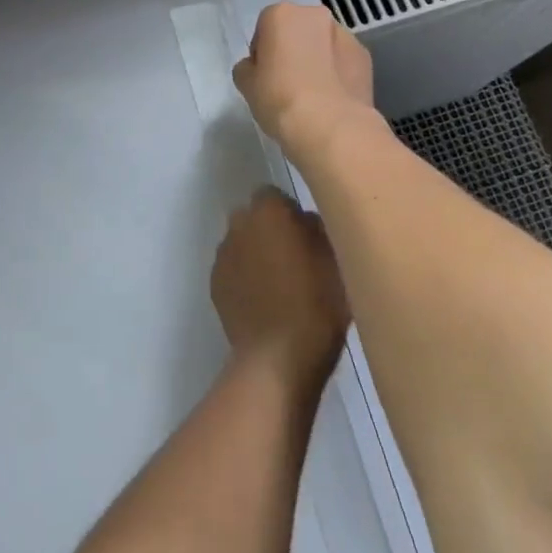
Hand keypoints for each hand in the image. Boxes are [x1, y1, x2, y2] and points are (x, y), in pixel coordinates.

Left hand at [211, 188, 349, 381]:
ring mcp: (223, 256)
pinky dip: (245, 277)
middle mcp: (238, 225)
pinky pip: (233, 270)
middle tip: (295, 257)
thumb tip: (305, 221)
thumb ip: (319, 229)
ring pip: (241, 243)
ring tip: (279, 283)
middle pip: (254, 217)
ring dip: (256, 253)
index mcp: (268, 211)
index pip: (274, 195)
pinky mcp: (215, 285)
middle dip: (270, 230)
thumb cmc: (316, 303)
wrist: (278, 358)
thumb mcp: (336, 259)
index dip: (290, 212)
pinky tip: (263, 301)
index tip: (307, 235)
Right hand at [231, 3, 376, 162]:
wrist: (328, 125)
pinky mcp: (365, 57)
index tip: (263, 75)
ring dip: (317, 59)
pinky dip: (337, 73)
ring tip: (312, 95)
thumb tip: (256, 68)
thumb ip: (247, 68)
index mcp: (281, 14)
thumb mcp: (245, 84)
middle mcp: (315, 15)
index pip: (265, 27)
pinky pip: (343, 61)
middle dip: (293, 49)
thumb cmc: (278, 98)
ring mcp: (345, 35)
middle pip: (297, 30)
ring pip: (323, 44)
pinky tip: (331, 100)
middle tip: (286, 83)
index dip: (262, 52)